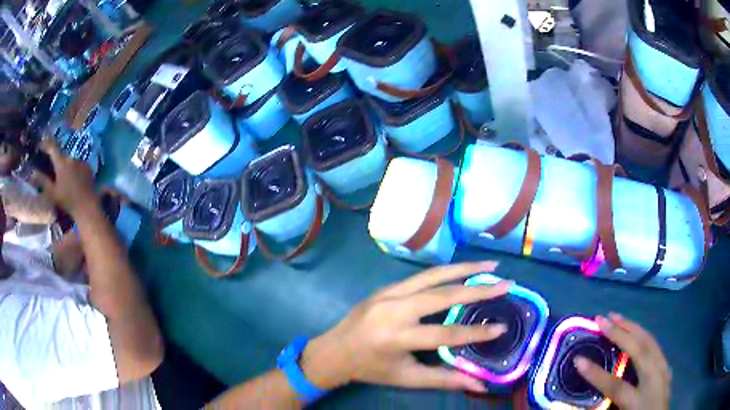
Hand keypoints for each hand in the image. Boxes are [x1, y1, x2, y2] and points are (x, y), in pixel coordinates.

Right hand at [30, 139, 96, 217]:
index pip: (52, 147)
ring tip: (64, 179)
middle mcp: (71, 158)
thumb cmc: (67, 201)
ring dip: (66, 167)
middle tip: (53, 168)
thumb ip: (42, 181)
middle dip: (56, 160)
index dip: (46, 144)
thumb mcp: (52, 193)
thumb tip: (32, 173)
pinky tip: (73, 181)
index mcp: (61, 162)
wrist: (87, 206)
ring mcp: (81, 161)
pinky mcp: (88, 167)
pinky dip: (74, 170)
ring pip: (70, 161)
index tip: (40, 144)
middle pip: (61, 156)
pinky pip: (78, 165)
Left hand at [301, 261, 508, 392]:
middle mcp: (394, 310)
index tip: (502, 327)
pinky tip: (462, 270)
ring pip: (432, 276)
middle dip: (477, 289)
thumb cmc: (371, 369)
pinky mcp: (385, 287)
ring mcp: (388, 294)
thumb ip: (444, 380)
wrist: (335, 351)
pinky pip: (420, 276)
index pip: (446, 334)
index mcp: (397, 338)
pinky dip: (445, 272)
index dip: (476, 333)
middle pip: (442, 295)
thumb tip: (479, 384)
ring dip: (463, 268)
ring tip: (489, 266)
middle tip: (506, 283)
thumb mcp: (407, 378)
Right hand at [574, 313, 670, 409]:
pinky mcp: (666, 365)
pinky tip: (638, 333)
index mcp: (639, 398)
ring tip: (618, 317)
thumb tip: (589, 402)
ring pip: (649, 340)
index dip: (595, 373)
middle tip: (603, 317)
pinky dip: (644, 335)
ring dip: (633, 326)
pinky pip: (655, 345)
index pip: (614, 384)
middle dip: (620, 332)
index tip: (578, 360)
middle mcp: (654, 377)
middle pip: (639, 349)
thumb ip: (609, 407)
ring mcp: (663, 367)